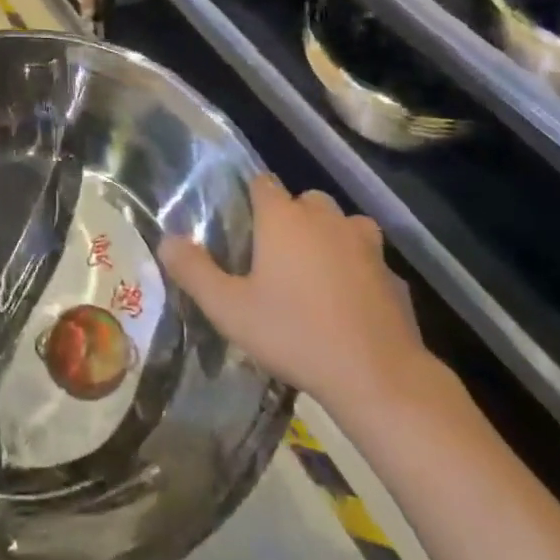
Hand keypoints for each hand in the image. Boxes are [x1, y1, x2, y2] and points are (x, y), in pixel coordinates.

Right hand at [159, 175, 428, 415]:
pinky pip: (367, 259)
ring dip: (327, 238)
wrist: (377, 376)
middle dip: (290, 218)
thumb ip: (194, 272)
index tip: (242, 225)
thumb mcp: (230, 309)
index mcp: (284, 218)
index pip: (263, 182)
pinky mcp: (392, 273)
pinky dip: (356, 269)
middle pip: (304, 200)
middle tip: (273, 257)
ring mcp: (365, 243)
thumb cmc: (295, 334)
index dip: (251, 198)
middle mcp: (325, 218)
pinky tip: (348, 302)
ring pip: (341, 224)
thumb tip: (166, 241)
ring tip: (313, 274)